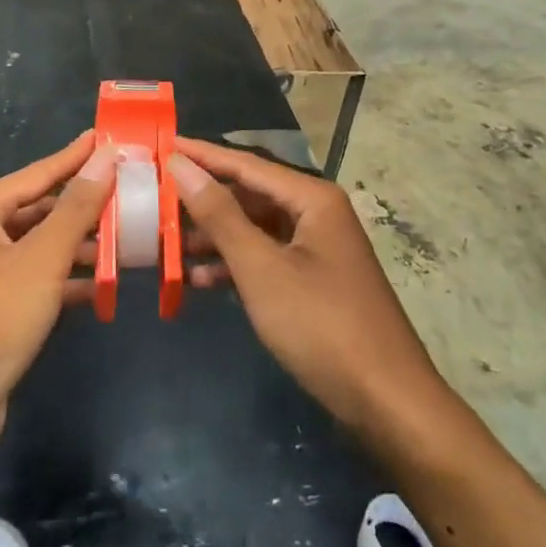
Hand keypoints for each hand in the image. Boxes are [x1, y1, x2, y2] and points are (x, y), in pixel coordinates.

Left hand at [0, 133, 113, 463]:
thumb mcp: (42, 258)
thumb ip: (77, 206)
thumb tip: (106, 156)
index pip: (41, 172)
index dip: (79, 156)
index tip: (112, 136)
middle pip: (44, 208)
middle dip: (88, 203)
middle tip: (135, 189)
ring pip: (46, 245)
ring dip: (86, 243)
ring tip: (133, 235)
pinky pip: (42, 278)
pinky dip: (72, 279)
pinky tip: (108, 283)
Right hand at [167, 136, 446, 436]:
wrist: (388, 402)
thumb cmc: (322, 325)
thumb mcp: (262, 269)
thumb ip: (220, 216)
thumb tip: (182, 166)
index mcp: (312, 198)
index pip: (246, 164)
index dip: (203, 155)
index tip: (164, 145)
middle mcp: (317, 213)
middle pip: (251, 194)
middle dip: (205, 199)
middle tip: (158, 196)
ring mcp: (318, 248)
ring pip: (256, 229)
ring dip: (216, 236)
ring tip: (169, 243)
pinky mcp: (315, 280)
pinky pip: (267, 258)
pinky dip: (236, 265)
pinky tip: (200, 280)